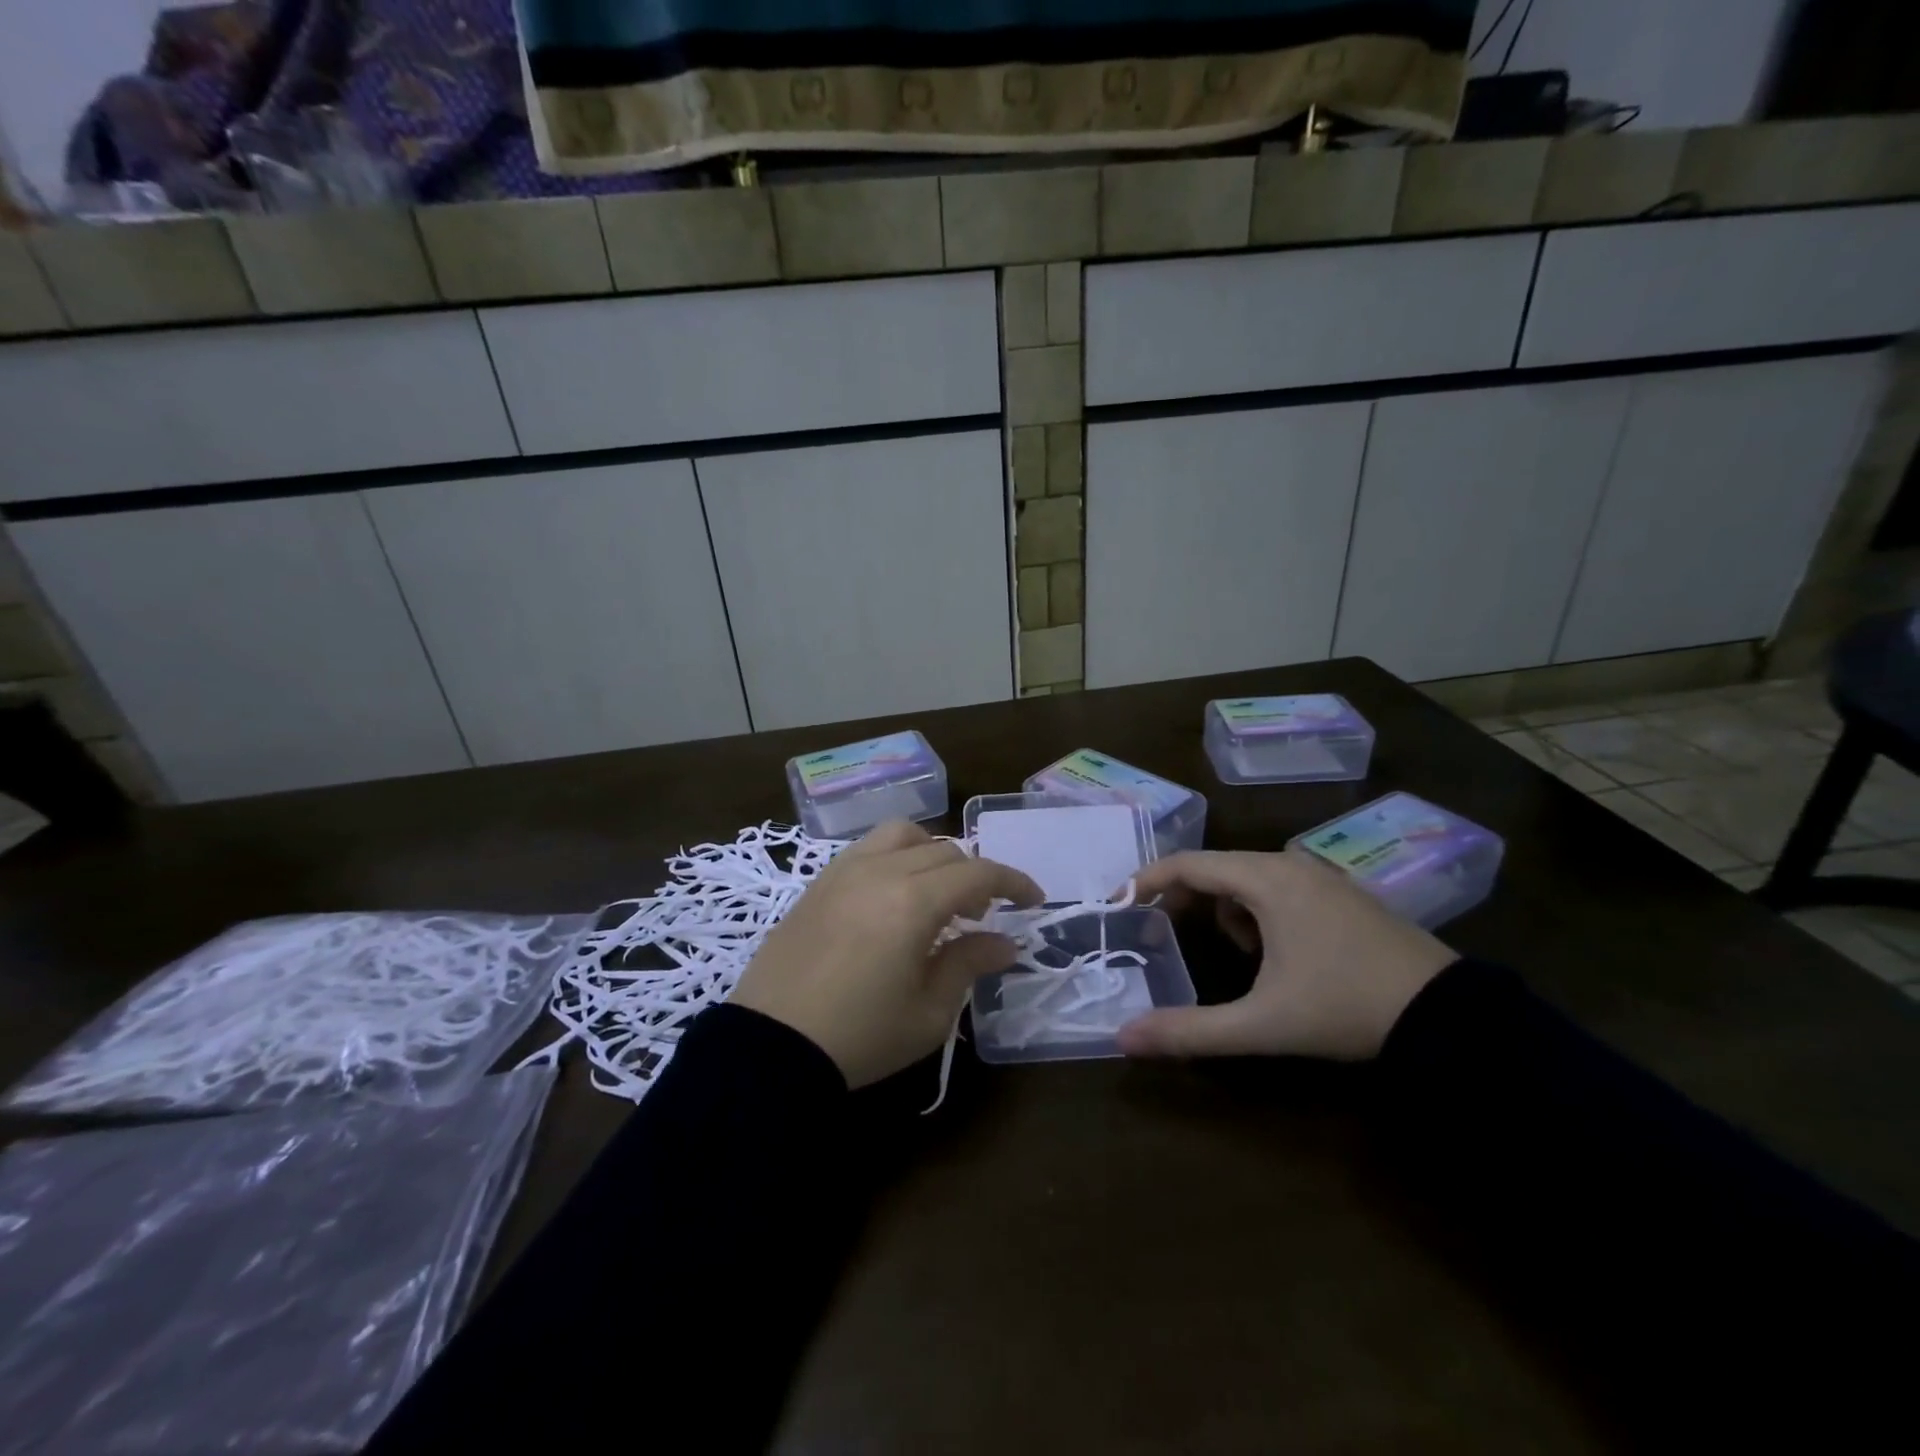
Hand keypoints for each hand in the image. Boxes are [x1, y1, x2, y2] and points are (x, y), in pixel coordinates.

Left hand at [733, 820, 1043, 1086]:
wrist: (770, 1046)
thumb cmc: (859, 1036)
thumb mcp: (928, 1012)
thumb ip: (969, 964)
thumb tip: (1005, 943)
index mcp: (913, 902)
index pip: (978, 872)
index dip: (1013, 882)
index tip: (1033, 901)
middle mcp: (881, 871)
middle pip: (944, 851)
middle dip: (975, 875)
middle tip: (984, 912)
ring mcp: (844, 871)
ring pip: (903, 835)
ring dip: (933, 854)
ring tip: (937, 892)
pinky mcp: (819, 882)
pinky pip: (868, 848)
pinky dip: (896, 856)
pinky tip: (894, 894)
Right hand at [1116, 849, 1457, 1061]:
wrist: (1450, 1017)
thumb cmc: (1345, 1007)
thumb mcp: (1262, 1024)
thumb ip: (1189, 1030)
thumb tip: (1123, 1039)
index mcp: (1266, 879)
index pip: (1188, 864)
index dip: (1147, 880)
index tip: (1119, 902)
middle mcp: (1290, 864)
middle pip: (1216, 868)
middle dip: (1184, 898)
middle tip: (1162, 931)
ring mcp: (1322, 876)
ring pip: (1249, 877)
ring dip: (1226, 908)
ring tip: (1236, 954)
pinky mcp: (1343, 894)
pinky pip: (1280, 886)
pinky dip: (1259, 910)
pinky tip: (1276, 952)